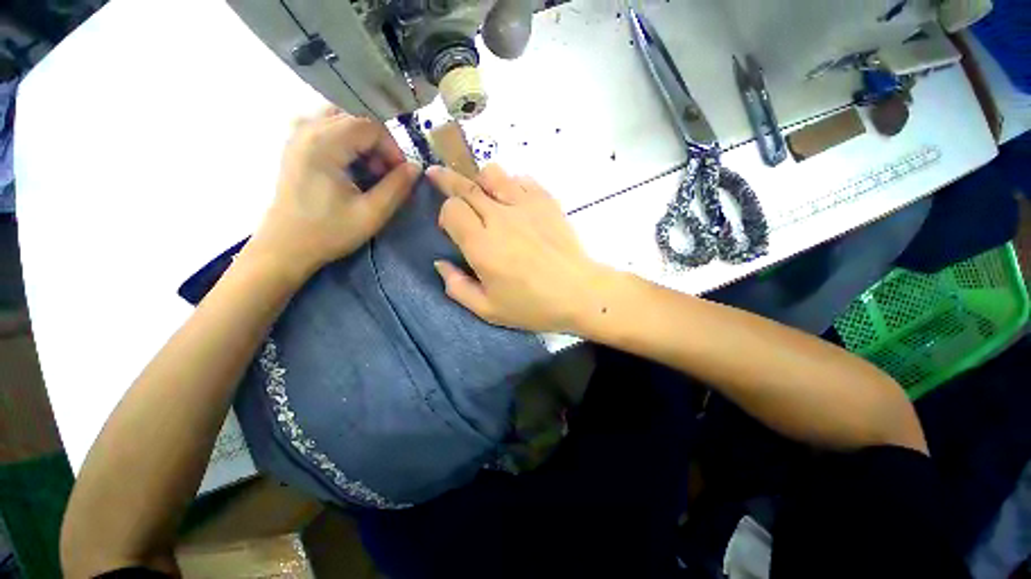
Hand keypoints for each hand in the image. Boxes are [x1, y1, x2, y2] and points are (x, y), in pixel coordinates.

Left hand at [247, 107, 420, 279]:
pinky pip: (325, 127)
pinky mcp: (294, 146)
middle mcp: (307, 130)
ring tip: (368, 169)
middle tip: (385, 173)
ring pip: (340, 119)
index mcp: (324, 144)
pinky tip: (349, 165)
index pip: (370, 126)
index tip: (400, 174)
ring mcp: (296, 136)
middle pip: (355, 118)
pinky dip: (345, 141)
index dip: (392, 148)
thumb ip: (397, 187)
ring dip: (362, 141)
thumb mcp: (371, 214)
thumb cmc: (328, 232)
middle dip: (378, 144)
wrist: (285, 247)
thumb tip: (415, 168)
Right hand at [428, 164, 611, 333]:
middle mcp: (500, 217)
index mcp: (482, 244)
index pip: (452, 209)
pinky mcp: (546, 202)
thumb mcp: (488, 309)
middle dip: (448, 181)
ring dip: (480, 179)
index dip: (446, 214)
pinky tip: (513, 199)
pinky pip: (522, 180)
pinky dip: (511, 184)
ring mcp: (525, 205)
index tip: (451, 226)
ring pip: (493, 174)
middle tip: (437, 176)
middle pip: (466, 186)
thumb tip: (440, 264)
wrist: (579, 294)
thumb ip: (457, 287)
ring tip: (480, 189)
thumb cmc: (533, 306)